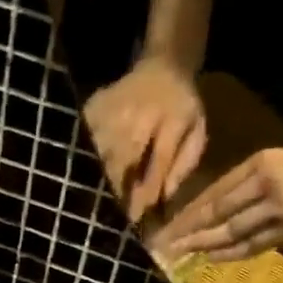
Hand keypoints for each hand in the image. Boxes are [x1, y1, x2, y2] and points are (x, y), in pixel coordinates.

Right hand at [83, 56, 208, 221]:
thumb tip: (162, 198)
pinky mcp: (96, 105)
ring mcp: (115, 106)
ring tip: (100, 198)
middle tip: (114, 214)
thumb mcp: (196, 133)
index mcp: (173, 116)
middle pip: (125, 159)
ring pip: (102, 153)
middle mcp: (142, 110)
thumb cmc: (182, 107)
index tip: (136, 217)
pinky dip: (86, 158)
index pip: (158, 161)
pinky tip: (87, 171)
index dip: (146, 191)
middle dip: (119, 189)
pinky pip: (86, 139)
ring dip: (100, 178)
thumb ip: (183, 165)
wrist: (163, 65)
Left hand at [154, 144, 282, 262]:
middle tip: (160, 246)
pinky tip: (210, 258)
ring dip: (202, 244)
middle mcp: (263, 181)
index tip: (165, 228)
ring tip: (178, 255)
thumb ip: (253, 187)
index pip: (213, 192)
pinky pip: (252, 243)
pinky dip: (230, 252)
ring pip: (229, 229)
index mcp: (259, 162)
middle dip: (185, 230)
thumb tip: (219, 215)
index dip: (187, 213)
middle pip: (214, 210)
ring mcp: (276, 204)